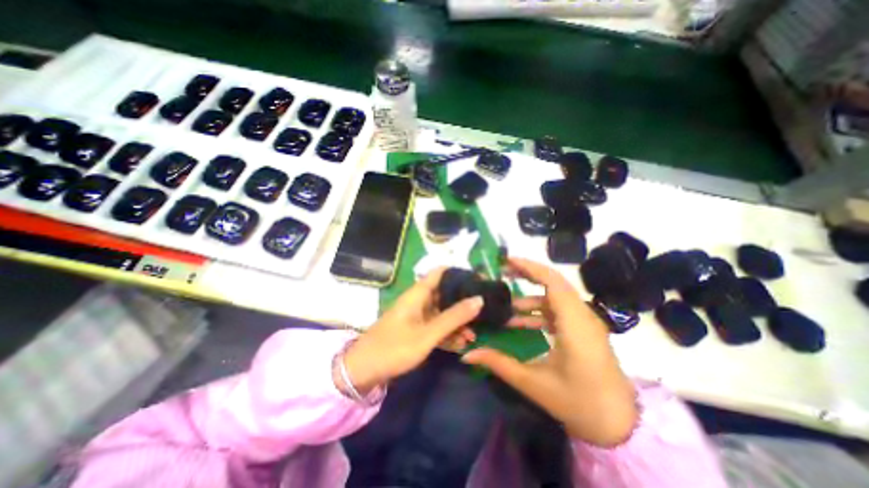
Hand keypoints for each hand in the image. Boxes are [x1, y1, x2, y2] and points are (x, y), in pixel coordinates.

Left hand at [346, 268, 482, 393]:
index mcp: (418, 294)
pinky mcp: (416, 331)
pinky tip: (461, 344)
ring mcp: (417, 317)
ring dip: (457, 322)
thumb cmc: (394, 348)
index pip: (440, 272)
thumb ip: (453, 317)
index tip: (478, 280)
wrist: (363, 373)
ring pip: (442, 312)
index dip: (459, 273)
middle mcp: (418, 301)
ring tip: (474, 334)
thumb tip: (479, 299)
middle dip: (463, 302)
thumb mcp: (427, 333)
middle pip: (444, 293)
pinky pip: (436, 327)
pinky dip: (448, 333)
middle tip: (483, 310)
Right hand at [461, 258, 636, 447]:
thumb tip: (466, 354)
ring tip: (504, 307)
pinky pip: (558, 311)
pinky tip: (519, 323)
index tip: (506, 261)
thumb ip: (498, 363)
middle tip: (501, 273)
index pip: (552, 282)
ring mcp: (584, 322)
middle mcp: (582, 316)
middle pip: (553, 283)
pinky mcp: (583, 329)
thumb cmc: (579, 404)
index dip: (529, 267)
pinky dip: (537, 312)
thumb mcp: (534, 383)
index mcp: (575, 324)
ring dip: (529, 298)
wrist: (621, 427)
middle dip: (526, 275)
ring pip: (554, 297)